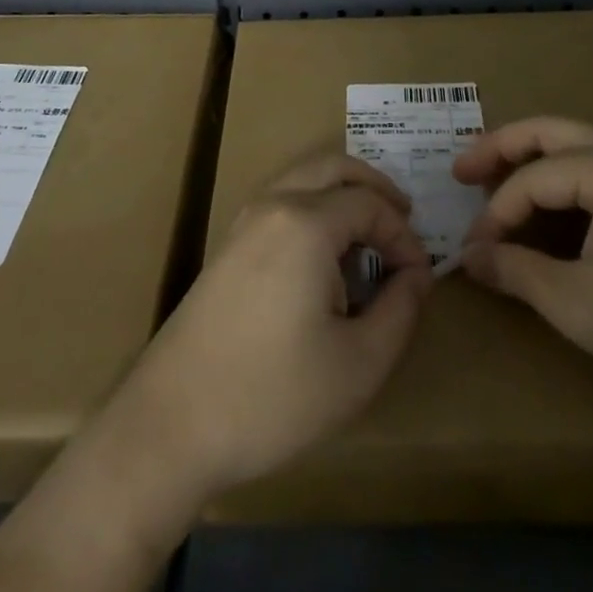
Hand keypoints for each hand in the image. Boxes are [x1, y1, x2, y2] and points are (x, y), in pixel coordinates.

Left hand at [110, 153, 432, 502]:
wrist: (171, 424)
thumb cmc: (273, 396)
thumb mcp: (358, 365)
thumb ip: (400, 311)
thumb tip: (417, 276)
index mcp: (306, 223)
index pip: (370, 204)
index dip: (404, 235)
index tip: (421, 277)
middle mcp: (273, 205)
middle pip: (333, 167)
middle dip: (375, 188)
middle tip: (404, 221)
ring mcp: (244, 223)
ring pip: (303, 180)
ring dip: (342, 195)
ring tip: (370, 238)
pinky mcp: (227, 247)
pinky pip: (282, 203)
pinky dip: (314, 210)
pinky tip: (327, 258)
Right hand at [453, 116, 592, 397]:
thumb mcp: (578, 304)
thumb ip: (517, 273)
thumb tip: (470, 258)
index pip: (530, 180)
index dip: (495, 214)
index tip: (474, 251)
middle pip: (546, 131)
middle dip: (499, 148)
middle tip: (460, 172)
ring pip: (572, 141)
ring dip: (530, 156)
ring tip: (495, 179)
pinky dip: (561, 171)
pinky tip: (549, 200)